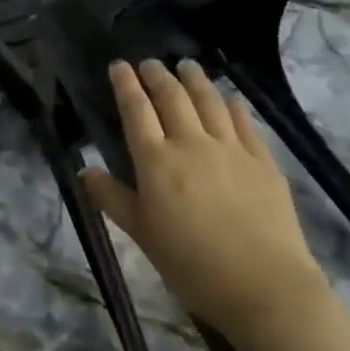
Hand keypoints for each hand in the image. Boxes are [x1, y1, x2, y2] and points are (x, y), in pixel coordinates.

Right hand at [80, 59, 323, 342]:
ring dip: (194, 79)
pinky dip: (232, 104)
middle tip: (150, 64)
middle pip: (172, 97)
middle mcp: (191, 143)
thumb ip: (113, 198)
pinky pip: (244, 121)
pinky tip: (229, 99)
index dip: (126, 84)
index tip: (119, 65)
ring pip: (209, 100)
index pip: (136, 110)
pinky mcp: (262, 160)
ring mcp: (230, 148)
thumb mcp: (143, 235)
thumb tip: (84, 170)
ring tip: (187, 65)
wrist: (265, 287)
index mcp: (156, 161)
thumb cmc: (193, 266)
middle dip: (158, 75)